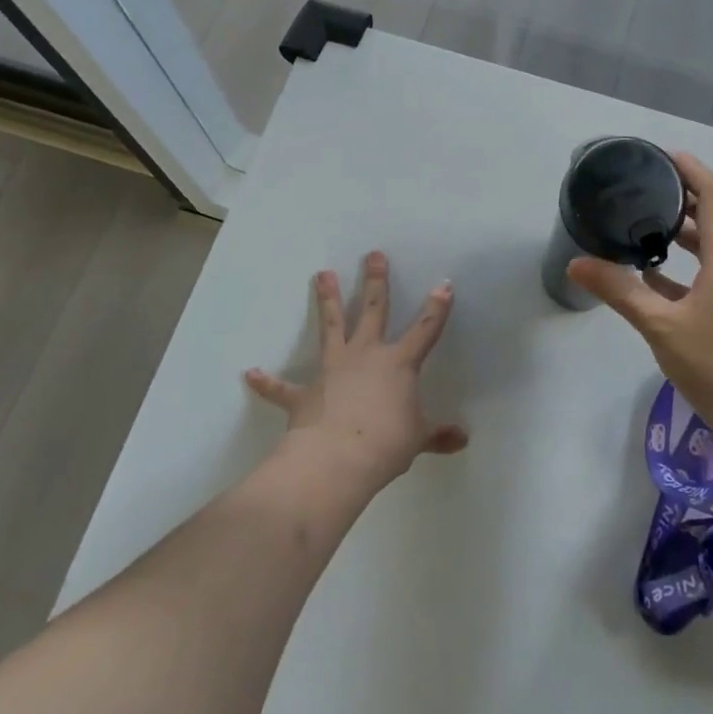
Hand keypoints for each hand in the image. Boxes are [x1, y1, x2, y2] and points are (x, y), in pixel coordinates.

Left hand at [245, 251, 467, 486]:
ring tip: (322, 273)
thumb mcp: (418, 438)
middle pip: (372, 310)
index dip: (437, 308)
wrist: (338, 459)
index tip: (443, 284)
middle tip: (373, 255)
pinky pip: (282, 387)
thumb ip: (438, 435)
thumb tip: (462, 440)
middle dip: (375, 281)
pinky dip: (266, 381)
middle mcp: (365, 355)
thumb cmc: (387, 443)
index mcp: (398, 363)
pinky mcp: (304, 393)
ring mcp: (332, 370)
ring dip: (326, 300)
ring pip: (330, 326)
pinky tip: (250, 373)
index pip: (425, 330)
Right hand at [568, 153, 712, 456]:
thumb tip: (577, 263)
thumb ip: (620, 291)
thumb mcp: (662, 327)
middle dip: (681, 199)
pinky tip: (655, 279)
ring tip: (642, 225)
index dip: (690, 169)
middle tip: (641, 188)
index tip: (661, 154)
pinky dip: (688, 268)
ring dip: (683, 234)